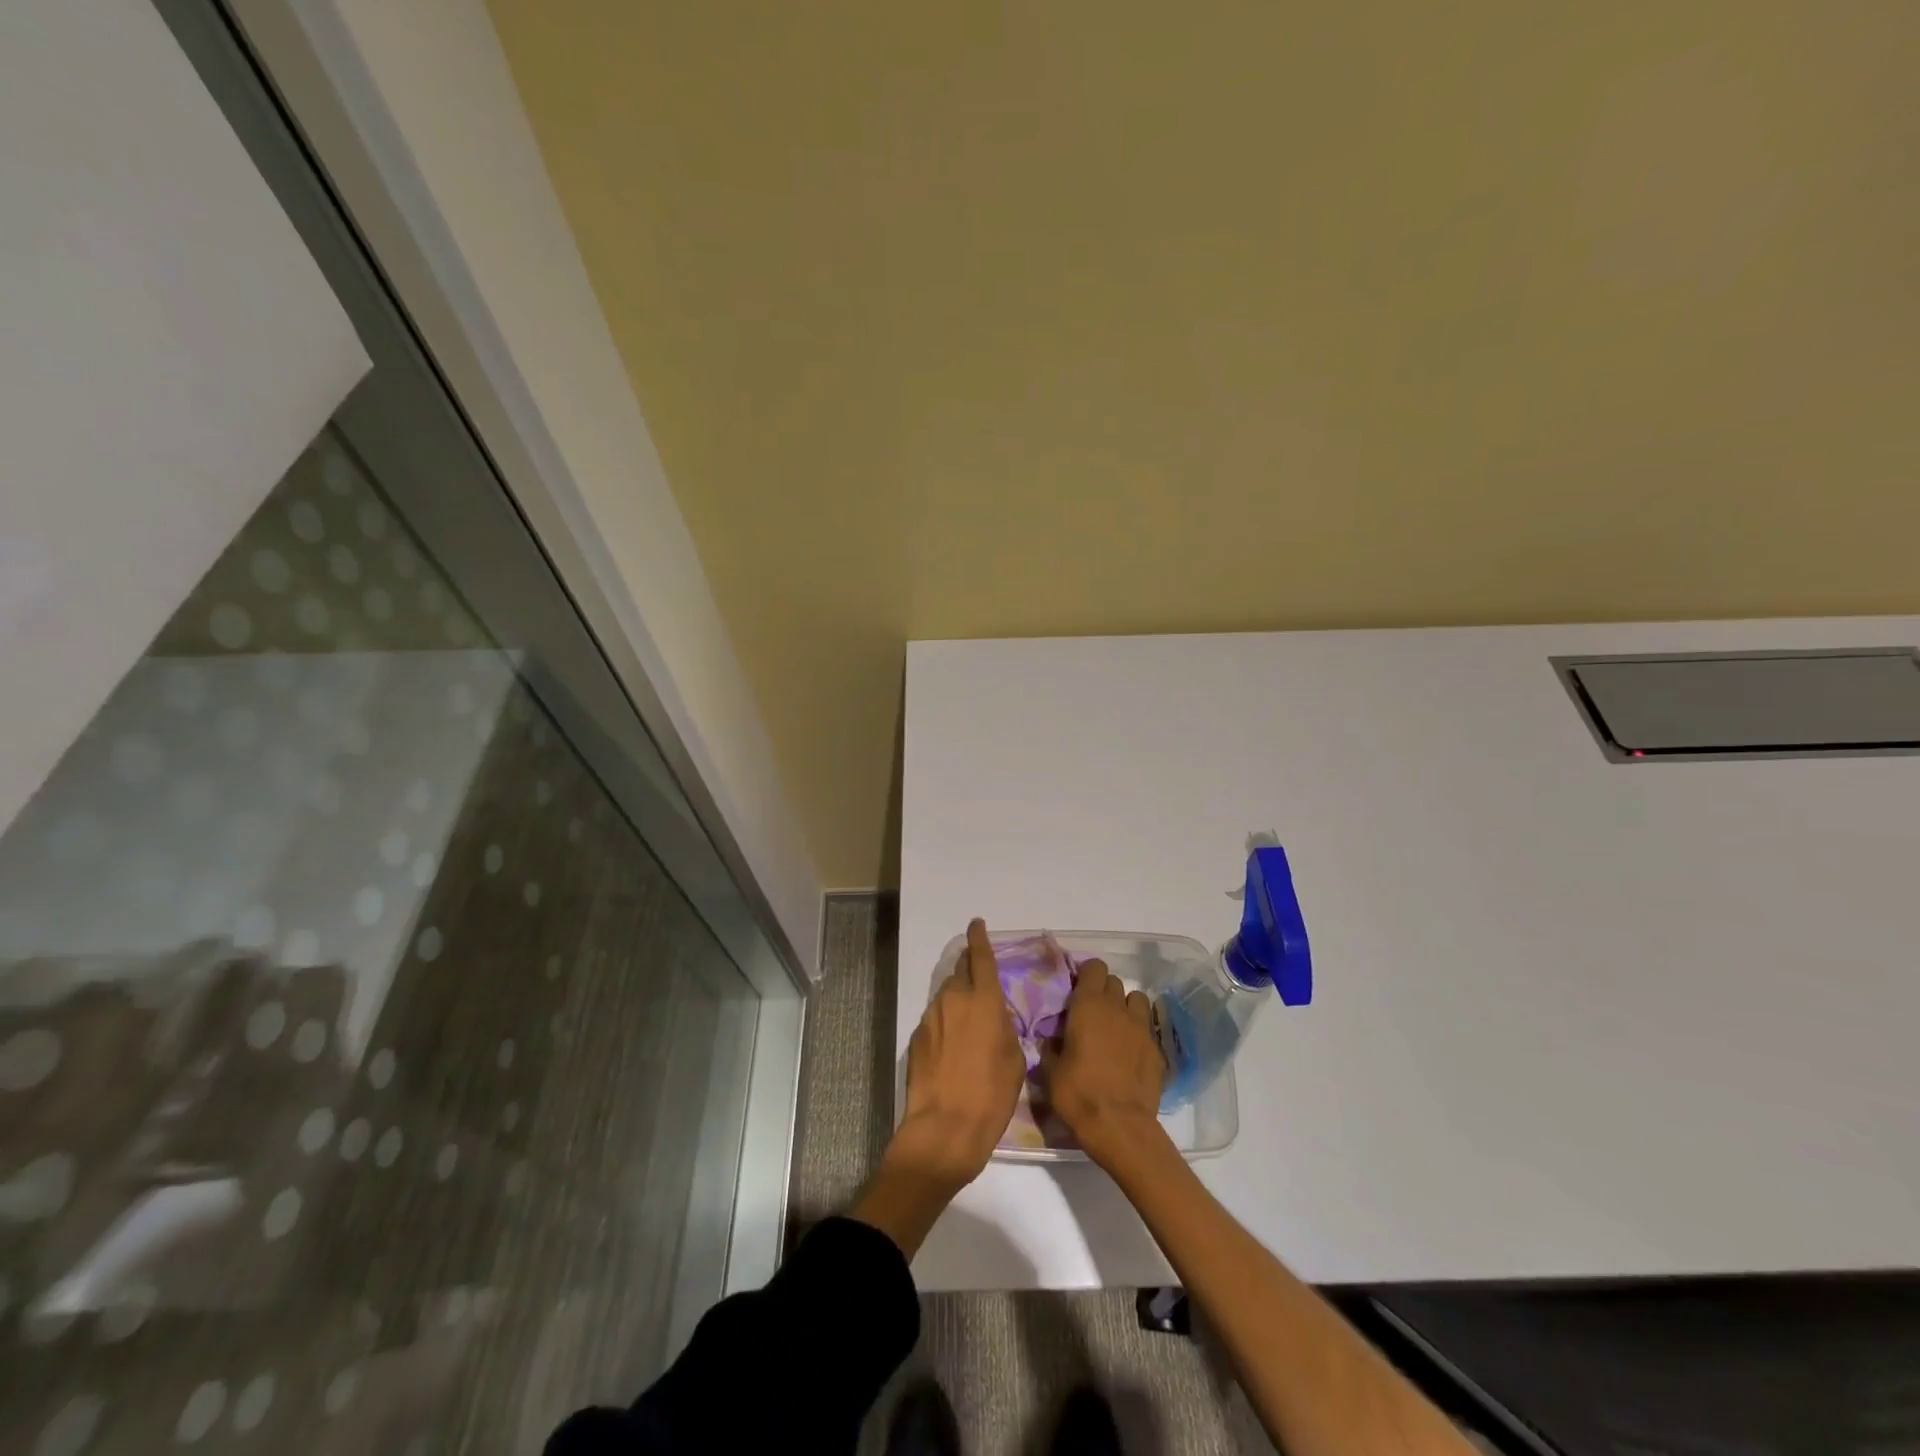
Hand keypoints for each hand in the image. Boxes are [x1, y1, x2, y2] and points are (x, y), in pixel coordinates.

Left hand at [889, 919, 1025, 1191]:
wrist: (945, 1128)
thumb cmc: (991, 1095)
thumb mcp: (1014, 1059)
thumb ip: (1004, 1026)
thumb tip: (994, 1017)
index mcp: (984, 1000)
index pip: (981, 957)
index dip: (979, 938)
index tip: (977, 924)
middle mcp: (955, 1000)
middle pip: (961, 971)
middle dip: (970, 968)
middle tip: (980, 978)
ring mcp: (932, 1017)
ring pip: (947, 995)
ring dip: (959, 998)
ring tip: (970, 1020)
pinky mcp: (917, 1036)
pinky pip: (936, 1018)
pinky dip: (946, 1022)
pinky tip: (953, 1046)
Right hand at [1041, 956, 1168, 1169]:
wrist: (1120, 1126)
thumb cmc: (1078, 1093)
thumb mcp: (1050, 1071)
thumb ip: (1051, 1047)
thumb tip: (1051, 1040)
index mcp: (1088, 1005)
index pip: (1094, 967)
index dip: (1086, 975)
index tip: (1077, 991)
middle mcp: (1117, 1008)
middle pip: (1114, 982)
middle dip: (1104, 991)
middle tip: (1092, 1013)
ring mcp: (1141, 1027)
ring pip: (1136, 999)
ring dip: (1126, 1007)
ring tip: (1115, 1028)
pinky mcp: (1156, 1049)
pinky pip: (1147, 1028)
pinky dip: (1138, 1033)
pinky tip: (1129, 1054)